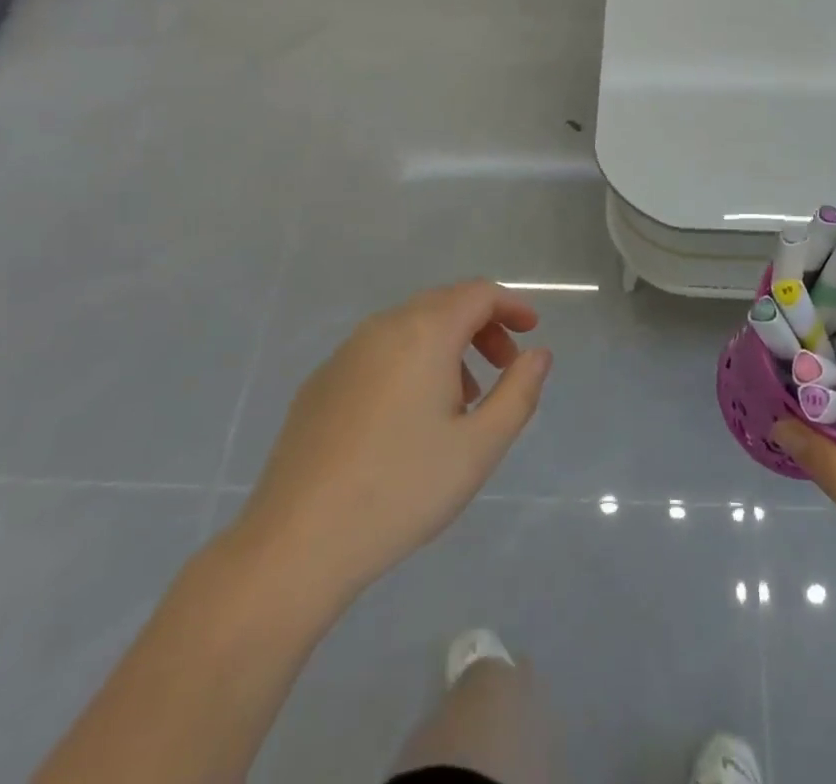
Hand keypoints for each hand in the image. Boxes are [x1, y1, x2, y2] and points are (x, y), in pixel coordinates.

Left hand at [230, 281, 551, 596]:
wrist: (297, 542)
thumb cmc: (401, 489)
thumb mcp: (479, 447)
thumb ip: (519, 392)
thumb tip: (538, 353)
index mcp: (425, 332)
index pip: (478, 293)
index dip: (511, 306)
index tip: (531, 331)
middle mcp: (384, 327)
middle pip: (444, 304)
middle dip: (482, 326)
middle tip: (504, 368)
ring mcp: (346, 353)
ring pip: (410, 327)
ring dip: (447, 346)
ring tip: (462, 399)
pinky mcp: (321, 381)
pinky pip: (379, 351)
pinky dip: (410, 361)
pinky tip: (409, 417)